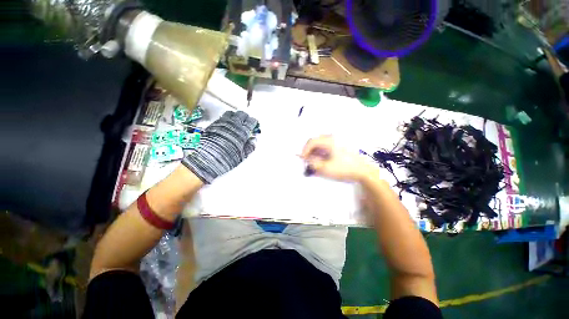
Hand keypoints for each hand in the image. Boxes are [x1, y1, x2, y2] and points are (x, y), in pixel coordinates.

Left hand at [182, 111, 257, 182]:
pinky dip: (227, 119)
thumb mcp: (241, 156)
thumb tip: (253, 140)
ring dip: (235, 116)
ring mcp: (222, 123)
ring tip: (236, 123)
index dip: (253, 122)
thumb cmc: (225, 159)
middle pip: (241, 114)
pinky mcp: (213, 124)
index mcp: (242, 132)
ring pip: (231, 114)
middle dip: (245, 117)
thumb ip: (249, 147)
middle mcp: (232, 125)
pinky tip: (227, 125)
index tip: (254, 125)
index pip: (251, 121)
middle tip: (246, 123)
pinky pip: (222, 117)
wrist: (204, 161)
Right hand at [301, 135, 376, 181]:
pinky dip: (322, 152)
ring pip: (322, 143)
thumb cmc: (344, 169)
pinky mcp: (341, 146)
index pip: (312, 141)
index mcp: (329, 141)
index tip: (302, 159)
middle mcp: (333, 138)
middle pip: (316, 141)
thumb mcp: (325, 168)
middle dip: (309, 150)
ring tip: (314, 161)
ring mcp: (338, 141)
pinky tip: (323, 160)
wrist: (364, 171)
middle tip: (307, 160)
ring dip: (316, 151)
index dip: (305, 150)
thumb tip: (306, 158)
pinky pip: (327, 146)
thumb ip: (312, 163)